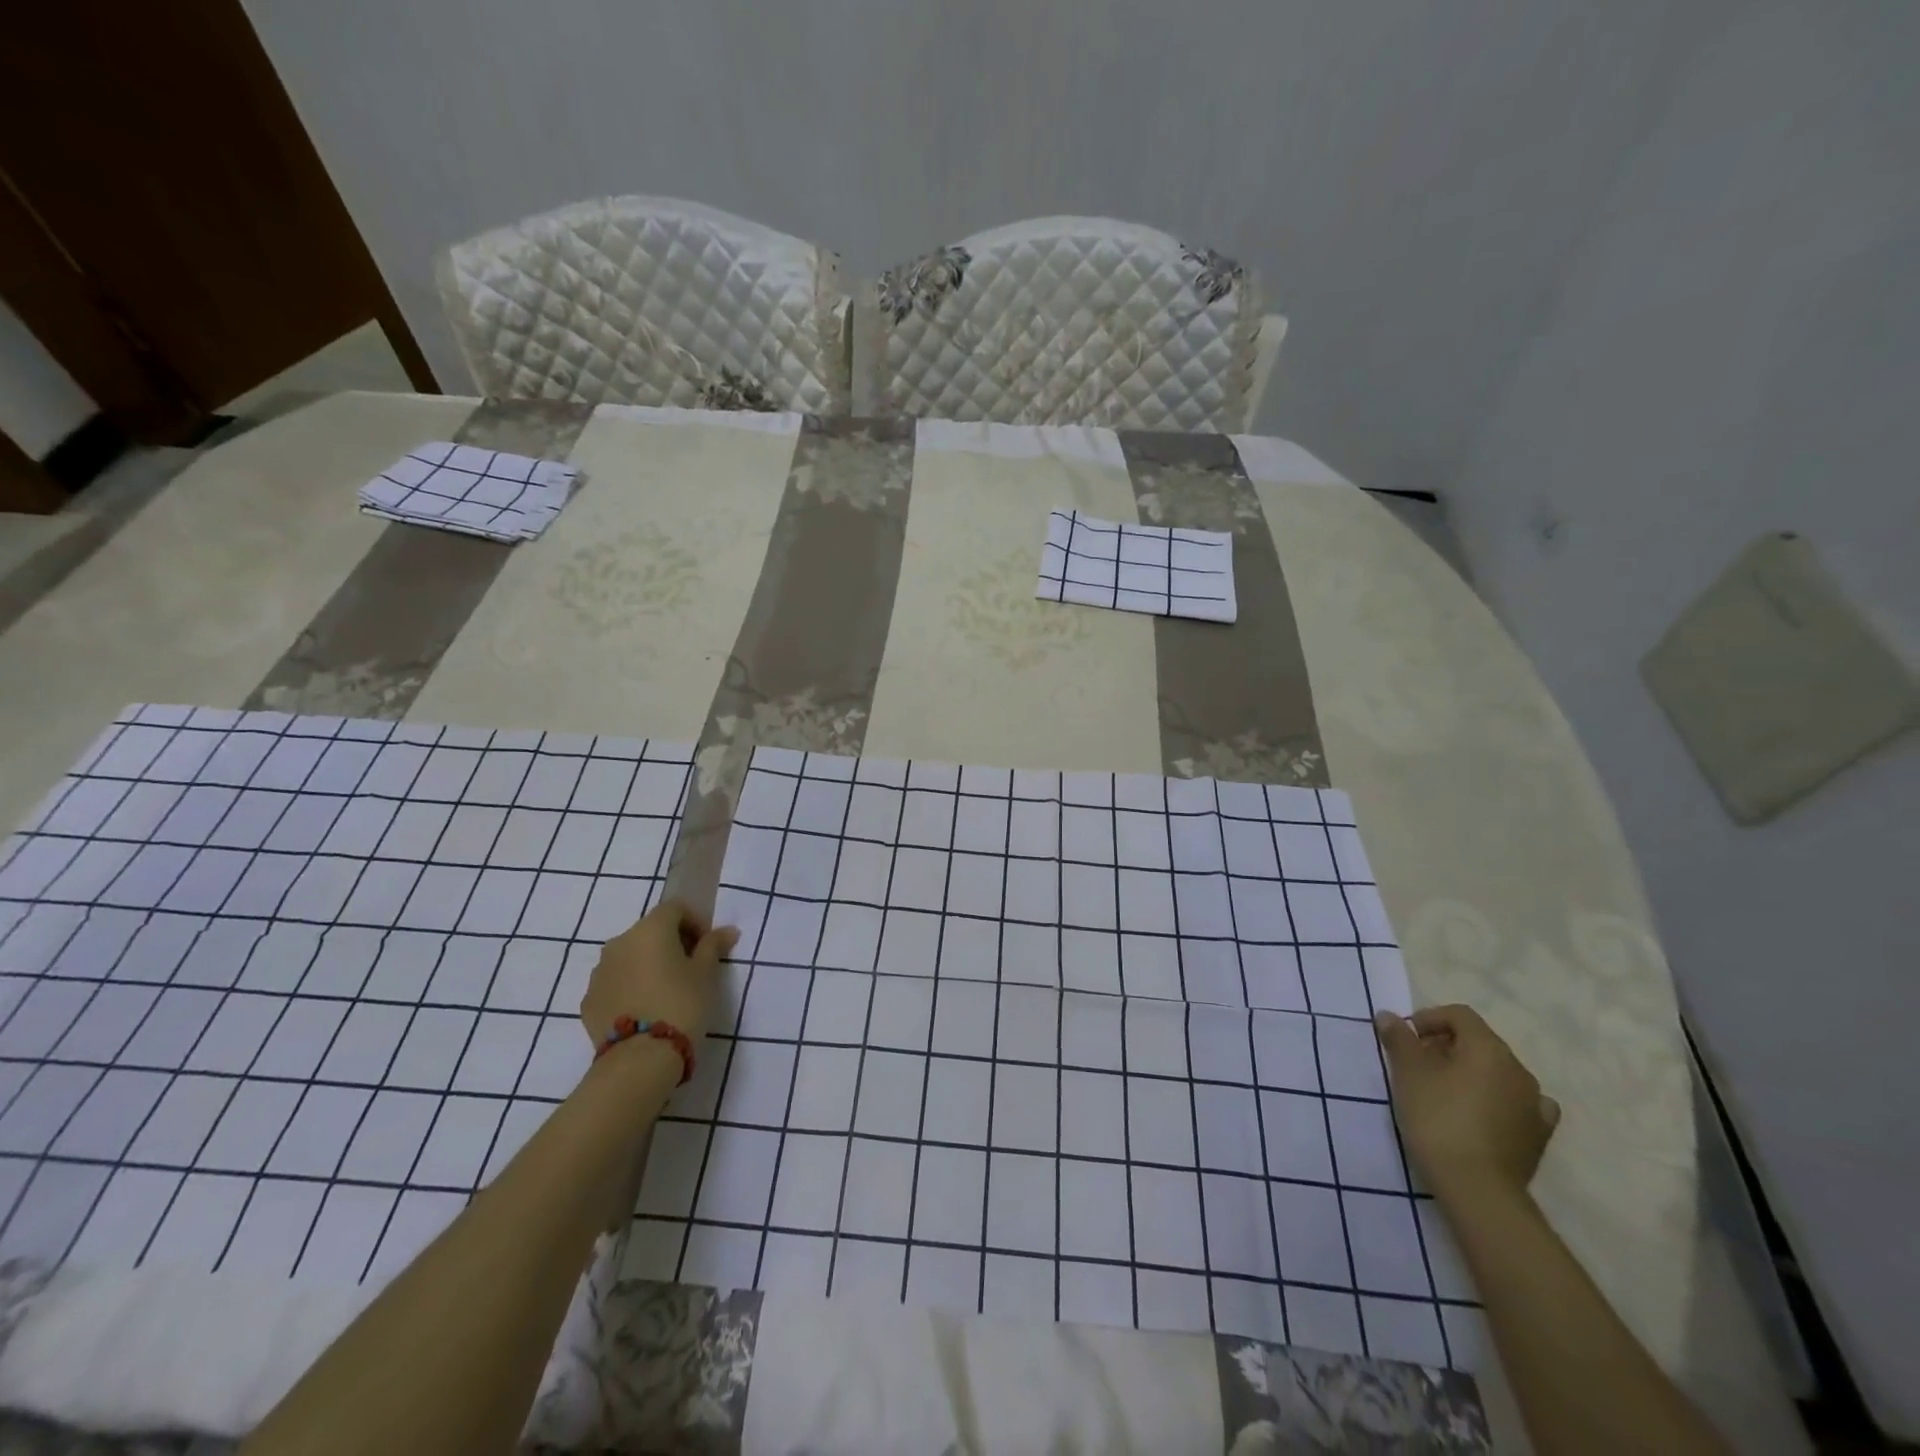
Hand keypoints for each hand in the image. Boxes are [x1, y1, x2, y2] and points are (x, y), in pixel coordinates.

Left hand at [580, 898, 737, 1047]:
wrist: (639, 1058)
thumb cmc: (681, 1005)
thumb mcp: (706, 974)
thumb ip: (713, 946)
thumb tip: (727, 931)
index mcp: (650, 929)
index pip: (675, 908)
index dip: (695, 922)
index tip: (707, 946)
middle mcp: (620, 942)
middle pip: (649, 931)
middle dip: (671, 943)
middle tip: (690, 968)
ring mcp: (599, 972)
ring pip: (629, 956)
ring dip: (647, 964)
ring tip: (665, 991)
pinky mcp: (588, 999)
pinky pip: (615, 982)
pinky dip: (630, 986)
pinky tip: (645, 1009)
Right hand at [1374, 1004, 1559, 1204]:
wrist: (1478, 1188)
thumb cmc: (1438, 1118)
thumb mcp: (1407, 1073)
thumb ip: (1399, 1039)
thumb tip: (1389, 1016)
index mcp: (1489, 1048)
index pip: (1459, 1015)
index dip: (1429, 1018)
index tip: (1406, 1039)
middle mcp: (1518, 1069)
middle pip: (1479, 1042)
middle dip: (1447, 1046)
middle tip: (1418, 1065)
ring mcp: (1534, 1104)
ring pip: (1498, 1073)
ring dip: (1471, 1073)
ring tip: (1444, 1092)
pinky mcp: (1539, 1135)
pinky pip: (1518, 1104)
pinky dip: (1498, 1100)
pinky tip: (1483, 1113)